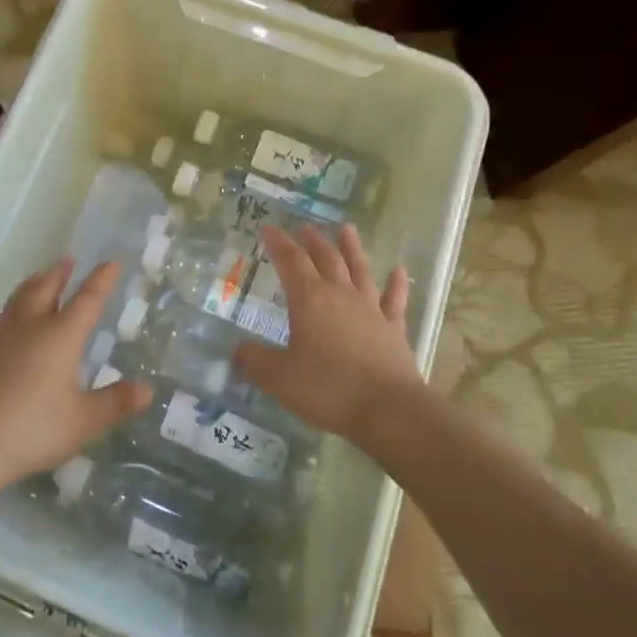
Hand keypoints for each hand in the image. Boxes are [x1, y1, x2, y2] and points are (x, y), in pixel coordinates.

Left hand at [0, 258, 152, 491]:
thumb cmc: (34, 429)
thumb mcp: (85, 421)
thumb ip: (116, 403)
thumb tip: (147, 389)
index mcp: (62, 336)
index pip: (88, 299)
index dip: (102, 280)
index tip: (112, 262)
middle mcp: (30, 327)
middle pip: (46, 290)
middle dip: (59, 274)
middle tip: (66, 260)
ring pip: (14, 303)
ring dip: (27, 288)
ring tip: (34, 279)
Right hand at [231, 224, 423, 443]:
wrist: (388, 410)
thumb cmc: (328, 389)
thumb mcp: (278, 378)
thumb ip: (254, 361)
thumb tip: (238, 350)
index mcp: (310, 300)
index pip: (290, 261)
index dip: (278, 243)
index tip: (268, 227)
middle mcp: (340, 295)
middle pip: (326, 259)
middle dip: (312, 241)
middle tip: (304, 227)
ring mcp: (371, 310)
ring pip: (359, 270)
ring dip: (352, 248)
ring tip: (347, 229)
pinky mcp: (393, 329)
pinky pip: (394, 300)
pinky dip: (396, 284)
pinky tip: (399, 271)